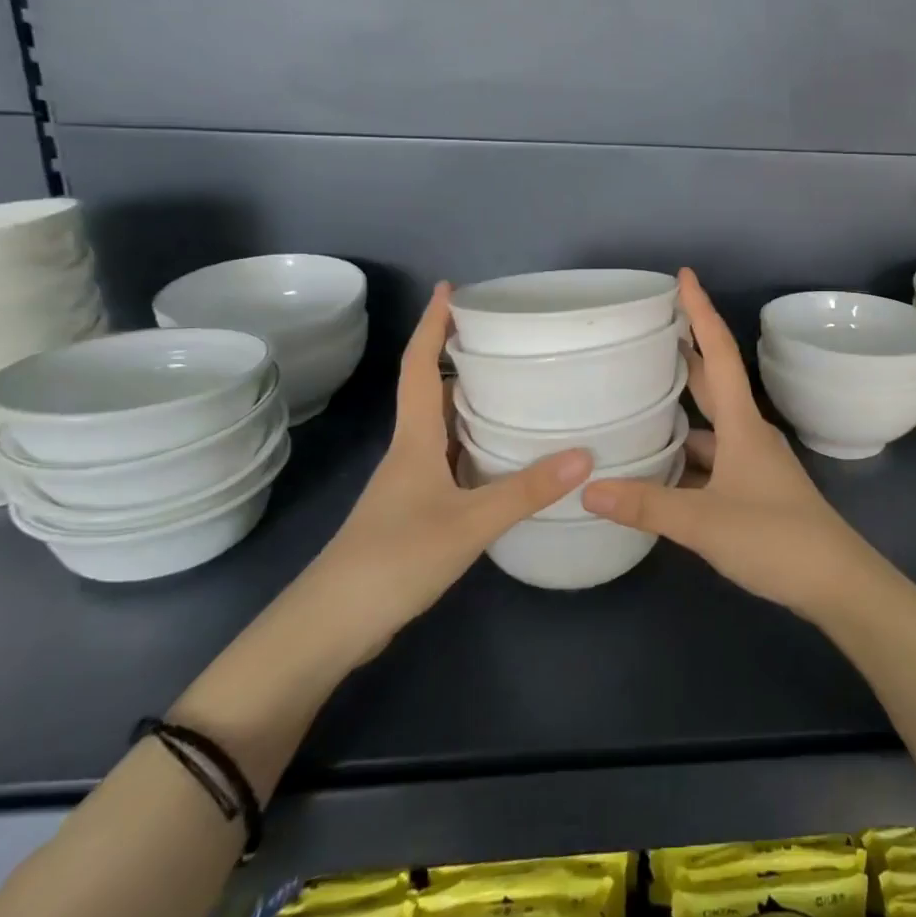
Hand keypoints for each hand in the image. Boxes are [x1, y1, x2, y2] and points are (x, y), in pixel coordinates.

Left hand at [302, 282, 591, 665]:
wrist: (330, 628)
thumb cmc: (392, 560)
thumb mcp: (467, 524)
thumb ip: (525, 490)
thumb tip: (586, 455)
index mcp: (414, 440)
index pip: (418, 368)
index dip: (431, 325)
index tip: (449, 288)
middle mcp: (410, 452)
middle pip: (430, 391)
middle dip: (459, 357)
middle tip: (505, 337)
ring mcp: (410, 485)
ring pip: (443, 428)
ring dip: (470, 402)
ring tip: (516, 386)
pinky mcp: (416, 512)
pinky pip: (451, 461)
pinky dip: (476, 445)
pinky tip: (506, 457)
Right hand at [582, 269, 880, 620]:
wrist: (836, 582)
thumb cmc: (776, 538)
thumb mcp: (704, 522)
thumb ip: (647, 505)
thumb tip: (588, 487)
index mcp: (742, 423)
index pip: (720, 353)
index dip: (701, 312)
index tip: (684, 276)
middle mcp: (748, 432)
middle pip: (714, 380)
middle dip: (687, 350)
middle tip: (650, 328)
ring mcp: (753, 461)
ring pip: (711, 422)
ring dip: (682, 406)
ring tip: (639, 394)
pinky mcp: (753, 488)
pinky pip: (712, 456)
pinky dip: (687, 452)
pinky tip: (660, 464)